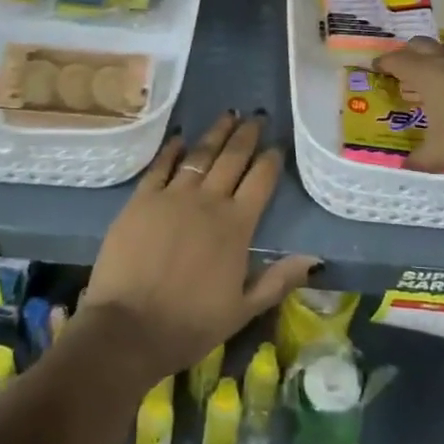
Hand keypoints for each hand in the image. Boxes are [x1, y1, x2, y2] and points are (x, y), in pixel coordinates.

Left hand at [81, 112, 318, 384]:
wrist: (128, 329)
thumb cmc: (189, 324)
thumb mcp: (243, 310)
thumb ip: (279, 279)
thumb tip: (316, 258)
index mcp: (237, 225)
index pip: (261, 180)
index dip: (271, 159)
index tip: (277, 144)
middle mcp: (208, 201)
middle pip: (233, 157)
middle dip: (247, 134)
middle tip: (257, 116)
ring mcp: (173, 195)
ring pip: (200, 154)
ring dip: (216, 133)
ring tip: (228, 114)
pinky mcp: (141, 199)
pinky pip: (160, 166)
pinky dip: (172, 149)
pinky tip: (179, 137)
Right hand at [373, 37, 443, 172]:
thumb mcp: (439, 154)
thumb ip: (418, 160)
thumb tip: (403, 166)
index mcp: (427, 74)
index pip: (397, 60)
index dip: (383, 63)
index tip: (374, 68)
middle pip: (419, 45)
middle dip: (406, 54)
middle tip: (398, 70)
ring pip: (443, 50)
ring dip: (431, 58)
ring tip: (426, 76)